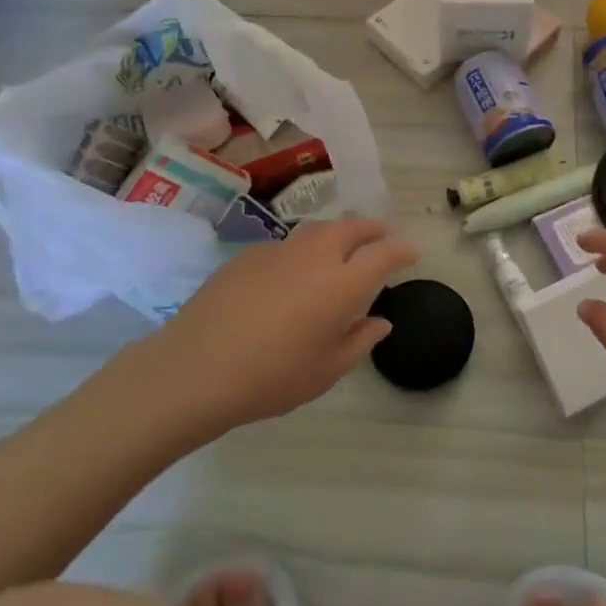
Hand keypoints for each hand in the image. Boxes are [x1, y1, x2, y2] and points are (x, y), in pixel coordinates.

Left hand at [147, 219, 417, 433]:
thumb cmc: (270, 378)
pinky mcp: (248, 255)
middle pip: (352, 227)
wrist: (195, 369)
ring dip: (338, 233)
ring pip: (318, 229)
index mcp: (341, 285)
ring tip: (342, 247)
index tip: (411, 253)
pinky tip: (294, 272)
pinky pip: (287, 244)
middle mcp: (314, 257)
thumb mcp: (325, 371)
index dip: (401, 250)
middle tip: (381, 237)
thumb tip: (380, 321)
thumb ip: (360, 341)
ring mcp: (278, 251)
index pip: (383, 254)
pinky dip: (303, 249)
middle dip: (372, 229)